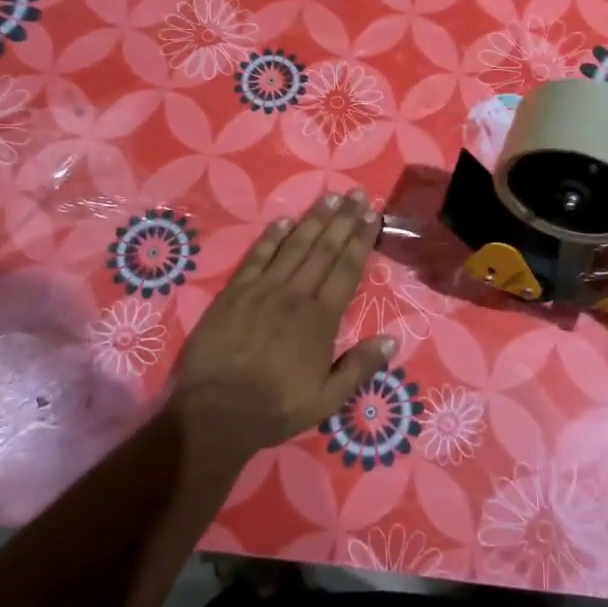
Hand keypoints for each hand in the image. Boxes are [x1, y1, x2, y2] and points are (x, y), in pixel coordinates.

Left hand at [167, 188, 396, 470]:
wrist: (215, 413)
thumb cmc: (275, 408)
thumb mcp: (327, 400)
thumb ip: (359, 368)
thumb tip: (392, 339)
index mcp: (321, 319)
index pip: (347, 269)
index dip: (361, 240)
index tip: (372, 215)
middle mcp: (295, 295)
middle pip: (324, 249)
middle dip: (342, 220)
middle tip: (355, 193)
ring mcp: (262, 290)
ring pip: (293, 246)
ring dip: (313, 220)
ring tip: (328, 198)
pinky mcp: (234, 293)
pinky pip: (256, 257)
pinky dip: (270, 238)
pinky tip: (282, 221)